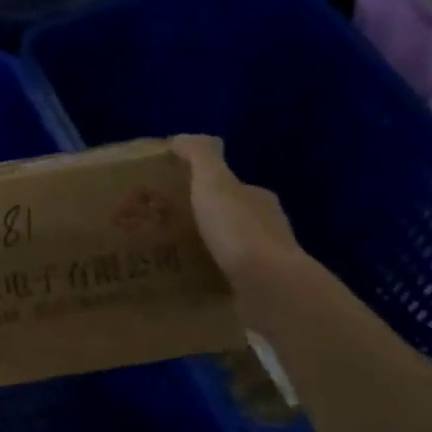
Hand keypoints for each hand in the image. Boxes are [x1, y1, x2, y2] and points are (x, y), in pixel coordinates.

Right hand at [170, 134, 301, 298]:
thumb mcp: (214, 182)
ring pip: (228, 251)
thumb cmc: (239, 230)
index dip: (203, 188)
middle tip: (162, 229)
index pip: (230, 187)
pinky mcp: (259, 292)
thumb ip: (200, 156)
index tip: (172, 196)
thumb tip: (181, 139)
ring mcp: (265, 263)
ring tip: (168, 260)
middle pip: (228, 219)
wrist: (268, 288)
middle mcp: (267, 228)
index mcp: (259, 199)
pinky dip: (209, 279)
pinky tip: (186, 286)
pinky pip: (227, 280)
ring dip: (204, 253)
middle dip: (201, 222)